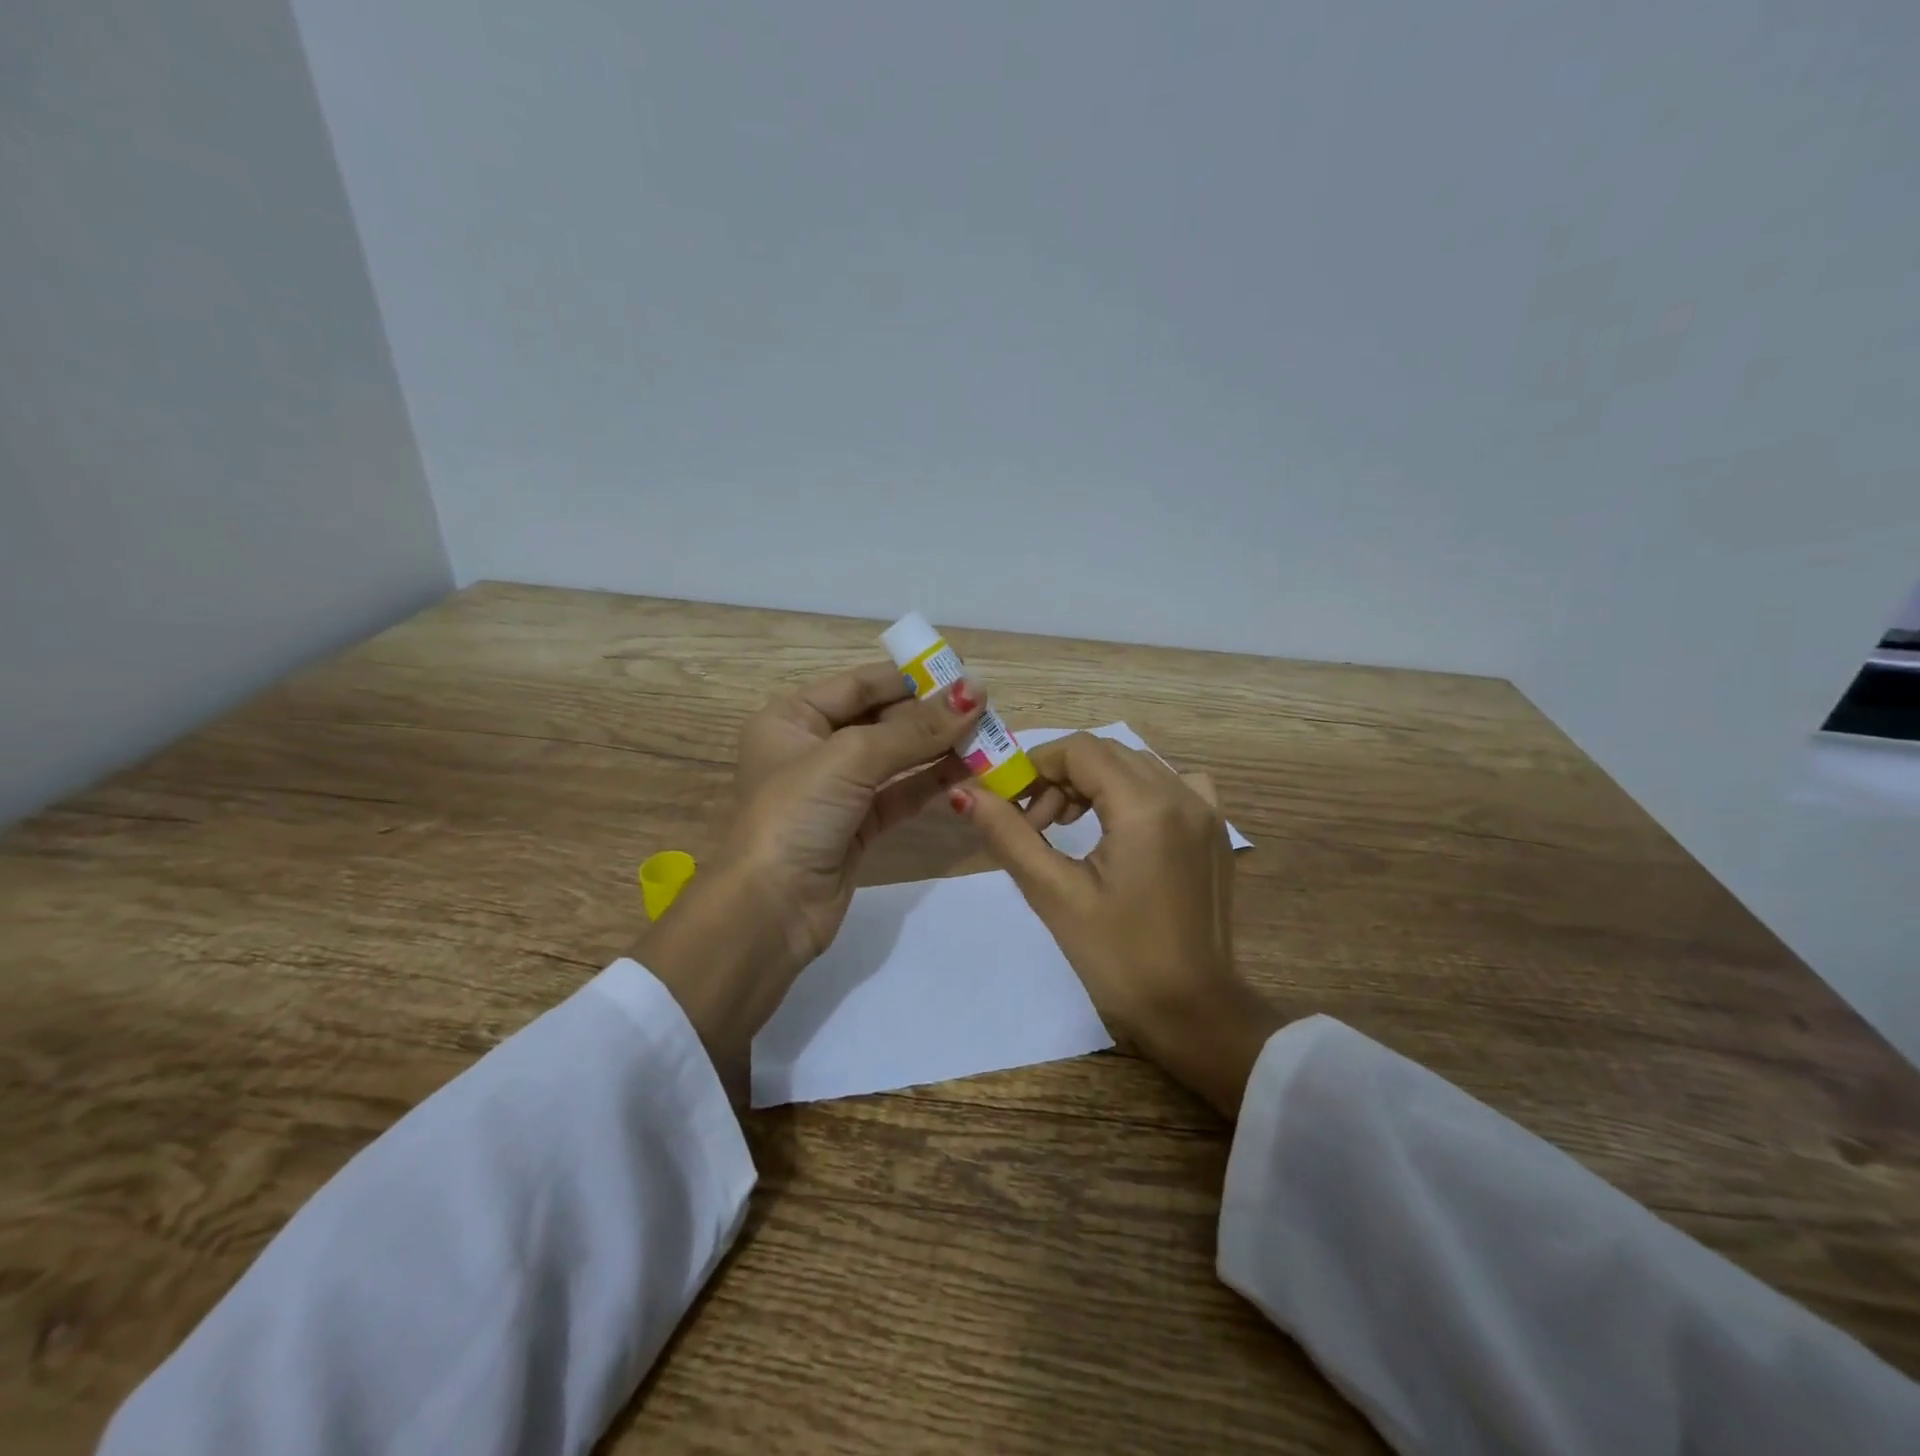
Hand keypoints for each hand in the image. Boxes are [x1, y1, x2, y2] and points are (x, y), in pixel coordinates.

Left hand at [640, 663, 986, 1085]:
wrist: (769, 911)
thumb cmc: (796, 814)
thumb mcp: (851, 758)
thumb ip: (915, 728)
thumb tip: (974, 692)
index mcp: (792, 718)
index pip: (859, 685)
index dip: (909, 678)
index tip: (961, 672)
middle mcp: (812, 748)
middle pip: (882, 720)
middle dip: (930, 715)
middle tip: (985, 708)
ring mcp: (837, 790)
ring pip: (896, 758)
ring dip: (938, 748)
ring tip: (988, 736)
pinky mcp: (858, 827)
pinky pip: (901, 793)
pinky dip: (932, 781)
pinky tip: (969, 770)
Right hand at [954, 733, 1284, 1117]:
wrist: (1193, 1011)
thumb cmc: (1118, 958)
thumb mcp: (1054, 895)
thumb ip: (1009, 835)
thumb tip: (964, 792)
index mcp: (1146, 807)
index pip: (1079, 750)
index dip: (1036, 766)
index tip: (1012, 803)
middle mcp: (1183, 794)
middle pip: (1107, 753)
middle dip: (1061, 777)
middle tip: (1037, 825)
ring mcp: (1206, 811)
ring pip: (1137, 766)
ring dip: (1096, 783)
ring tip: (1071, 829)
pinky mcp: (1215, 831)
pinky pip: (1173, 785)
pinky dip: (1138, 791)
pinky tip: (1125, 827)